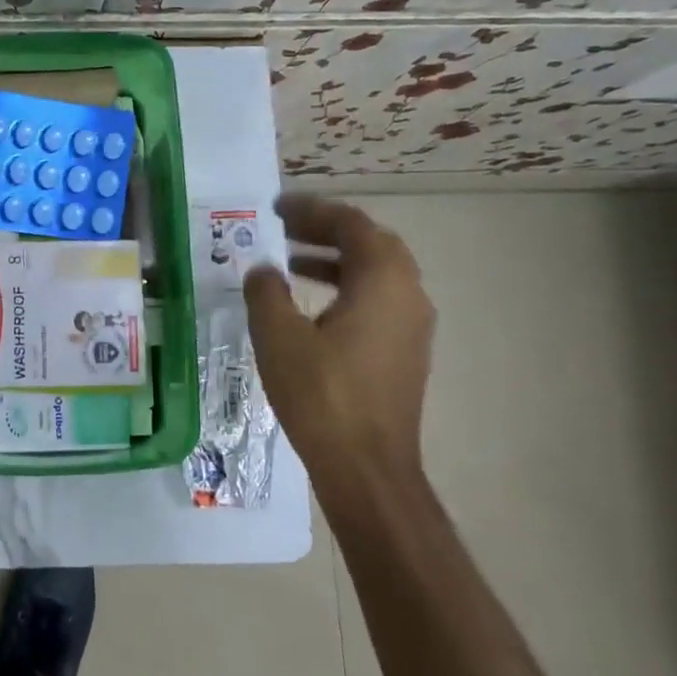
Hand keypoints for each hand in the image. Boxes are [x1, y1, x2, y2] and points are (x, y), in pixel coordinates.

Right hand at [244, 195, 433, 490]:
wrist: (366, 467)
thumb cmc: (322, 394)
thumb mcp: (278, 336)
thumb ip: (267, 291)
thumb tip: (264, 269)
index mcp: (383, 280)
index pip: (351, 224)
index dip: (312, 210)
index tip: (275, 208)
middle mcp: (408, 294)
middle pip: (370, 244)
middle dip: (325, 231)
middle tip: (282, 230)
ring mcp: (412, 326)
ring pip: (376, 273)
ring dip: (334, 260)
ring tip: (289, 264)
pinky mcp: (405, 352)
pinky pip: (378, 300)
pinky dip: (345, 288)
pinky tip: (309, 307)